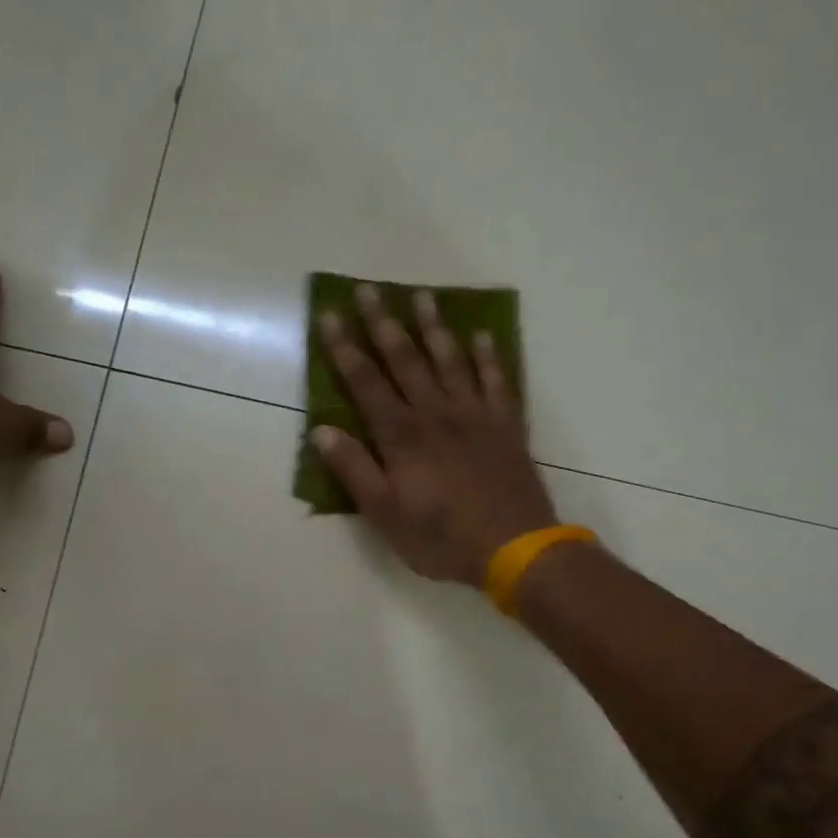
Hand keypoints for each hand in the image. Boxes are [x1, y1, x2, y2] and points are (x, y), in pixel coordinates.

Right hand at [314, 284, 556, 585]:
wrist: (515, 549)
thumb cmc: (441, 537)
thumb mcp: (385, 514)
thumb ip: (354, 470)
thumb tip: (322, 430)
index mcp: (403, 436)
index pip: (366, 383)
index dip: (345, 349)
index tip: (330, 316)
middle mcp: (437, 414)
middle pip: (406, 360)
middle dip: (384, 323)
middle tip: (369, 288)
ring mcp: (476, 416)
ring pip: (451, 361)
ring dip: (434, 327)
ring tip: (422, 295)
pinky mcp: (506, 426)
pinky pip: (497, 382)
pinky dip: (489, 357)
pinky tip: (481, 336)